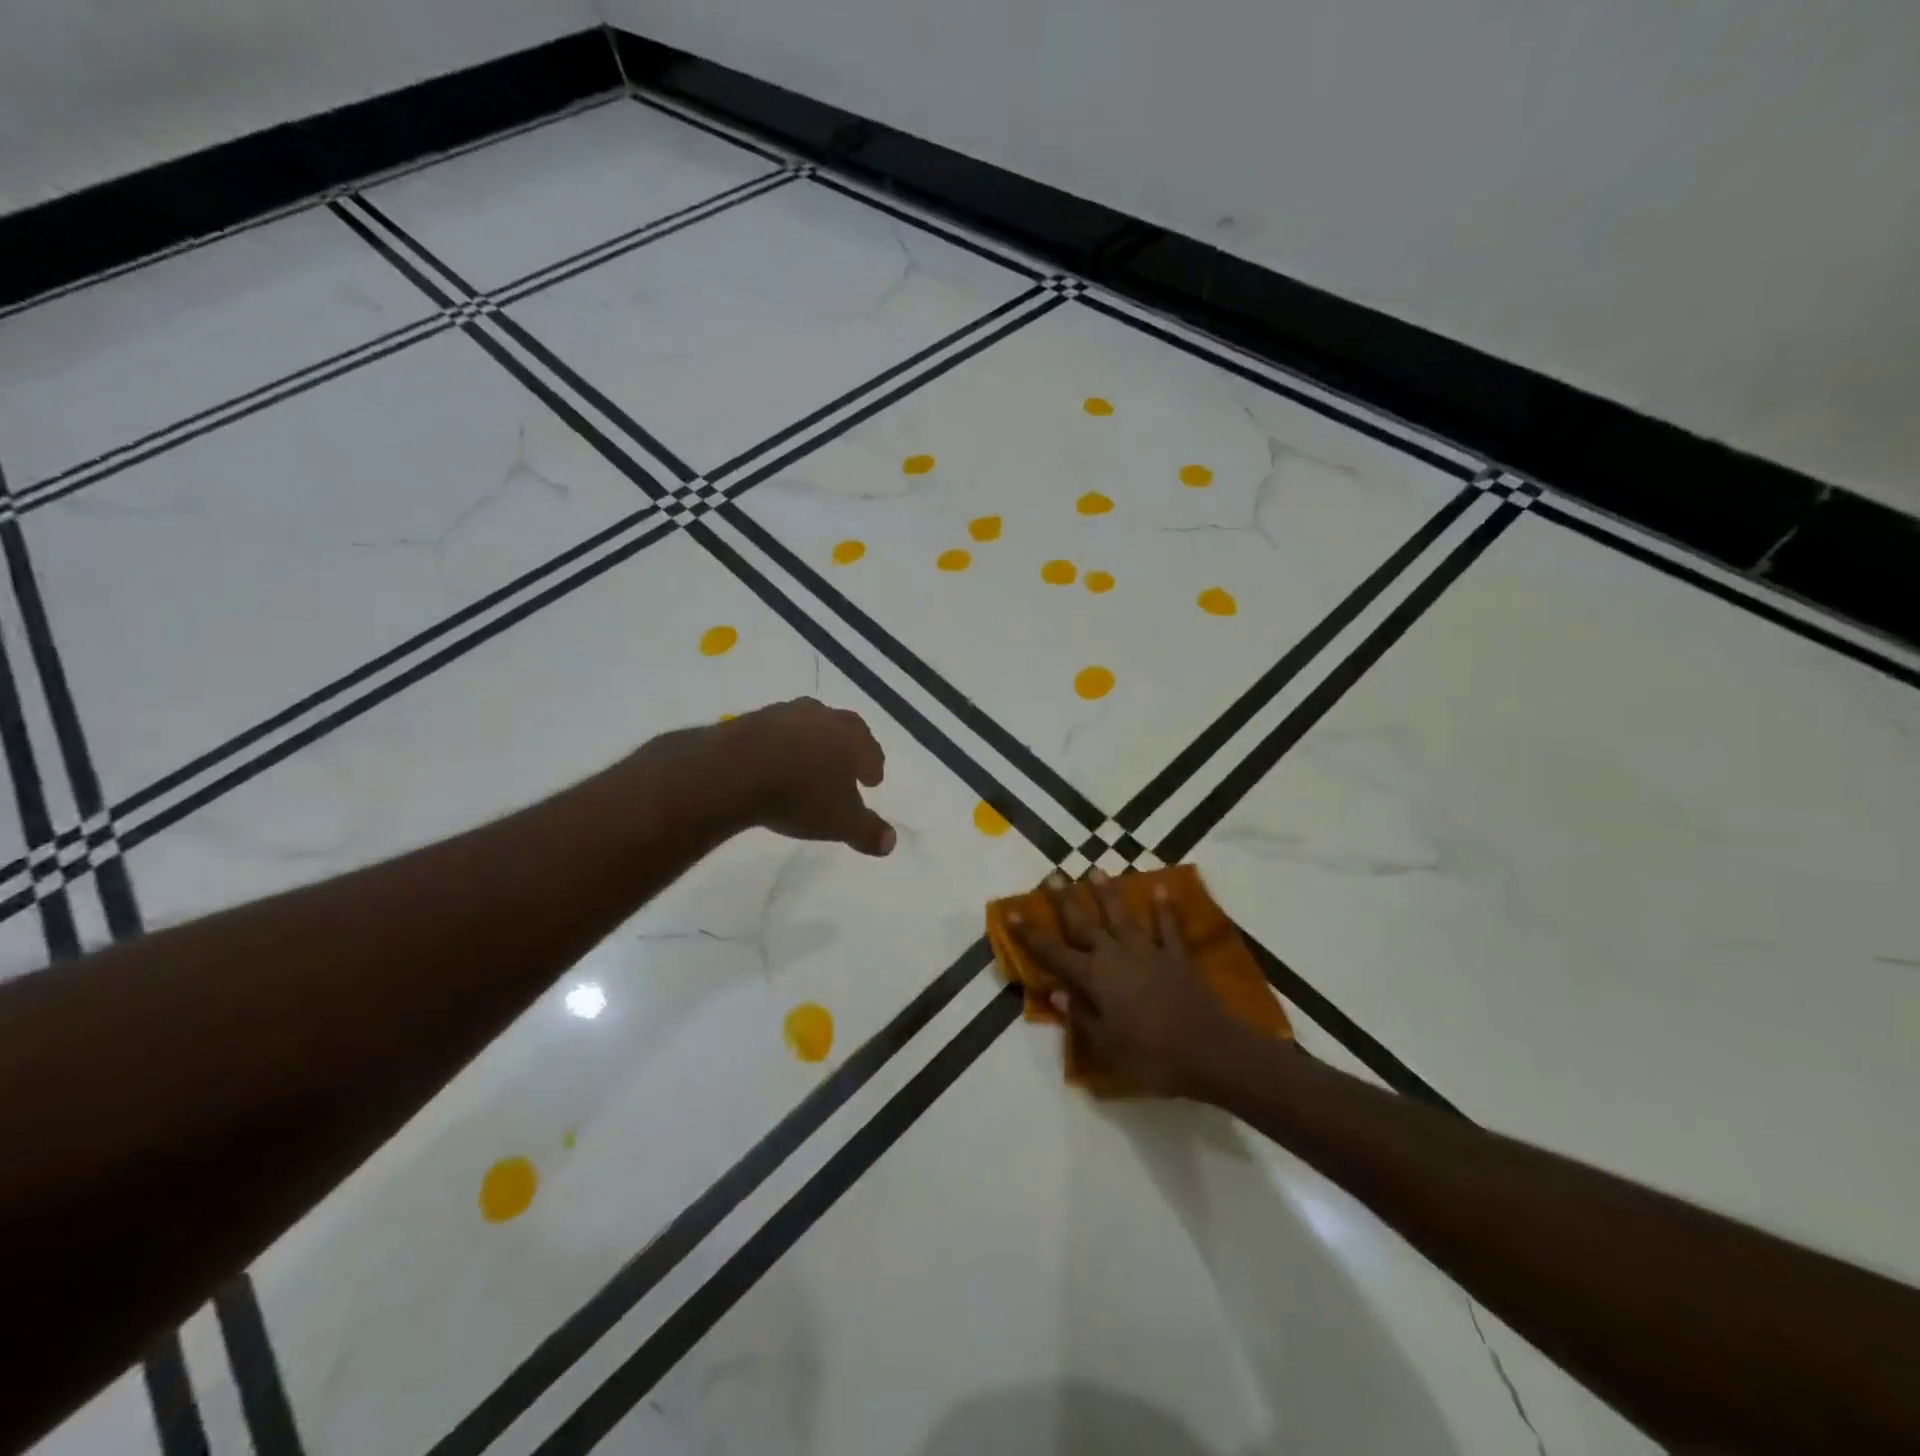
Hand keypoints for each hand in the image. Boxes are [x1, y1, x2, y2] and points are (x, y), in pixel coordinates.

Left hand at [716, 698, 895, 855]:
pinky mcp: (752, 718)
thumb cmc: (799, 797)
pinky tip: (774, 761)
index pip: (870, 749)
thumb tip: (891, 842)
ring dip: (813, 741)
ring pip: (809, 724)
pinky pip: (776, 731)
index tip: (872, 780)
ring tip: (808, 763)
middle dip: (848, 747)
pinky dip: (782, 744)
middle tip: (845, 767)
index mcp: (850, 738)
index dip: (873, 765)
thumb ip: (868, 832)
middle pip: (843, 727)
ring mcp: (785, 713)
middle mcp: (823, 717)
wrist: (733, 771)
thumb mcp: (839, 823)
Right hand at [1011, 869, 1255, 1098]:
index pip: (1053, 953)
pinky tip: (1162, 889)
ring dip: (1108, 894)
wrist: (1211, 1052)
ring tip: (1097, 870)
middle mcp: (1116, 957)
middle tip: (1054, 875)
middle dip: (1066, 900)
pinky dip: (1165, 909)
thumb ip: (1081, 1017)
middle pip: (1085, 924)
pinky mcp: (1177, 957)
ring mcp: (1148, 953)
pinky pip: (1169, 928)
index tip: (1012, 912)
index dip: (1031, 934)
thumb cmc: (1152, 1057)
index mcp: (1094, 979)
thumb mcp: (1107, 1046)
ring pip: (1122, 917)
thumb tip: (1056, 993)